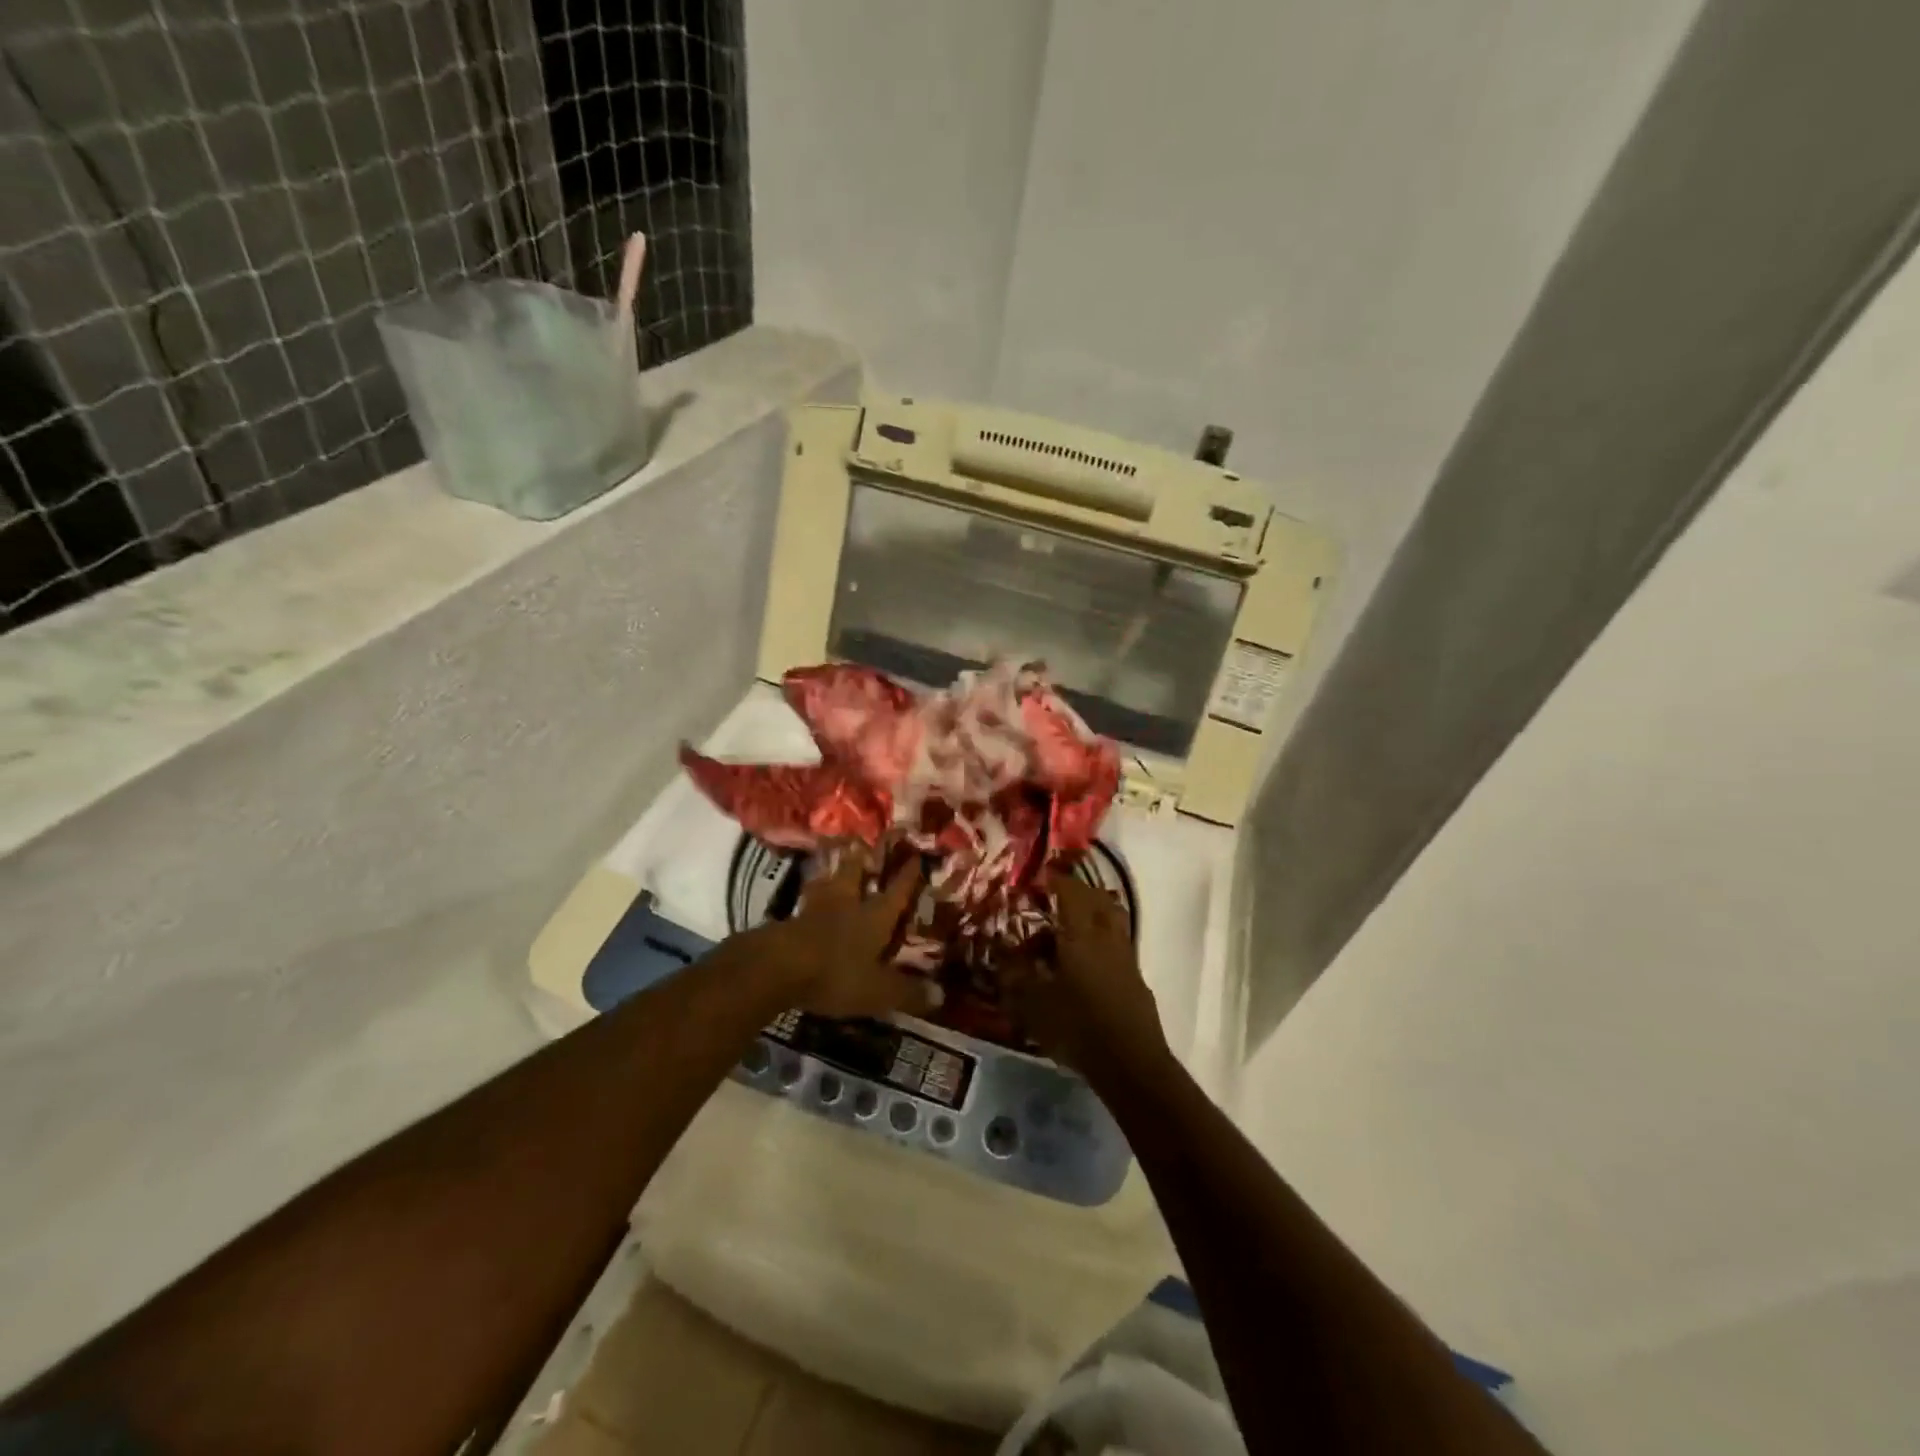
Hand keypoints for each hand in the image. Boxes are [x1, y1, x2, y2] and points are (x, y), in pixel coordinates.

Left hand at [749, 849, 942, 1019]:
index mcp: (874, 917)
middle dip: (862, 861)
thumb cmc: (836, 974)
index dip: (907, 876)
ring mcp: (815, 910)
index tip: (916, 857)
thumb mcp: (877, 991)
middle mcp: (847, 905)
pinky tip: (807, 901)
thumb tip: (941, 995)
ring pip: (827, 883)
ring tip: (834, 866)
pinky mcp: (789, 921)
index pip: (896, 893)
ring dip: (832, 875)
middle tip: (863, 845)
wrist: (778, 967)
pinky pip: (805, 903)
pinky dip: (810, 897)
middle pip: (855, 875)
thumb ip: (907, 992)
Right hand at [1007, 875, 1169, 1076]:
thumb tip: (1000, 952)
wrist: (1131, 1064)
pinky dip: (1100, 940)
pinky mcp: (1135, 978)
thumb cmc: (1077, 1027)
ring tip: (1069, 926)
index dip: (1055, 880)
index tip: (1039, 876)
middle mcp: (1107, 936)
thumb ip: (1014, 975)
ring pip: (1112, 920)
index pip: (1070, 891)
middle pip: (1098, 899)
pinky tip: (1085, 962)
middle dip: (1077, 891)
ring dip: (1093, 914)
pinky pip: (1116, 944)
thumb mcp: (1033, 1003)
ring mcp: (1126, 957)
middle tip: (1056, 895)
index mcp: (1081, 933)